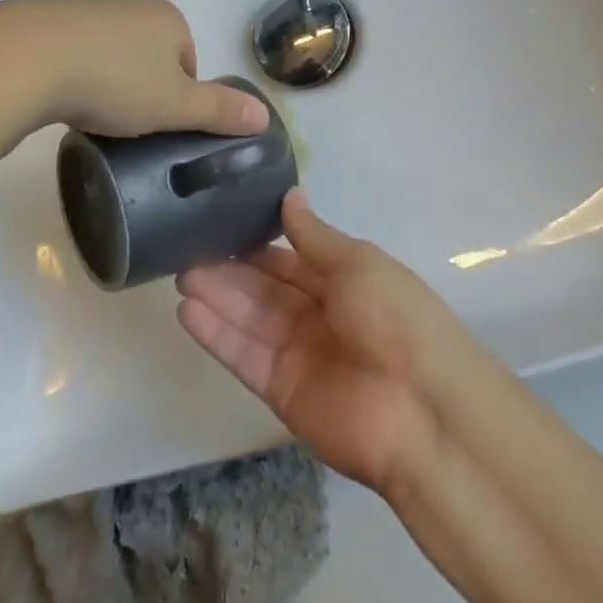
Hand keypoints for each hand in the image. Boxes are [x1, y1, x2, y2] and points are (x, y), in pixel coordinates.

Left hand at [0, 0, 268, 138]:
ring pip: (108, 54)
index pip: (189, 63)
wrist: (23, 58)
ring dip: (103, 81)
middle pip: (149, 57)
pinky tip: (55, 95)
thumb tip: (264, 117)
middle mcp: (131, 6)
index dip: (177, 98)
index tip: (155, 124)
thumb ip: (219, 111)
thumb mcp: (174, 105)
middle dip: (139, 89)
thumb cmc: (113, 82)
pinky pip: (69, 52)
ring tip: (86, 112)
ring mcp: (85, 9)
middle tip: (122, 123)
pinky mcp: (43, 18)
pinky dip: (68, 73)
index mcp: (169, 20)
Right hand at [176, 191, 461, 492]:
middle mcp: (319, 315)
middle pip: (265, 289)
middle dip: (229, 269)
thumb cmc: (395, 316)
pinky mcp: (281, 391)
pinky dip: (217, 334)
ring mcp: (299, 354)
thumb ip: (314, 236)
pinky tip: (187, 311)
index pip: (290, 259)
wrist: (422, 407)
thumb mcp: (357, 263)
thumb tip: (290, 195)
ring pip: (250, 319)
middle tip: (186, 247)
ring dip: (217, 297)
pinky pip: (244, 356)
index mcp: (344, 281)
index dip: (257, 244)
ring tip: (179, 273)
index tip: (220, 222)